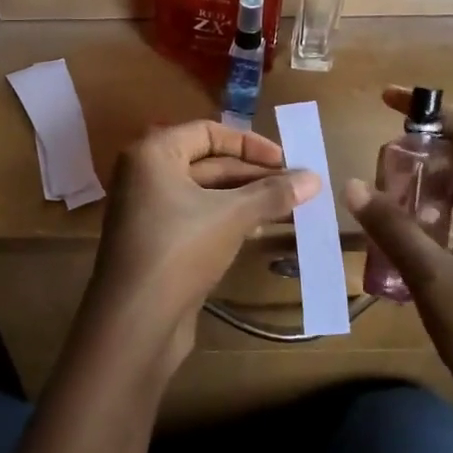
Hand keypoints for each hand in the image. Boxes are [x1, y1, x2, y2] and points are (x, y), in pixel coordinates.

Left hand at [75, 121, 319, 382]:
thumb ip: (273, 194)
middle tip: (297, 187)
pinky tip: (262, 230)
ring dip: (246, 199)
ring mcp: (149, 211)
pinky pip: (197, 219)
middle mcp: (145, 176)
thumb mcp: (232, 216)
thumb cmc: (180, 249)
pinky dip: (228, 220)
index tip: (286, 161)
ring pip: (205, 194)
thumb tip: (316, 178)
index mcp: (153, 154)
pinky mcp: (157, 243)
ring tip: (291, 208)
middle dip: (253, 175)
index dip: (250, 144)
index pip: (208, 132)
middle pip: (208, 163)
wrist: (135, 321)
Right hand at [344, 86, 452, 452]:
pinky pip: (451, 229)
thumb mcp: (436, 281)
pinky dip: (422, 221)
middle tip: (376, 158)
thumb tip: (352, 183)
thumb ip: (395, 231)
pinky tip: (392, 242)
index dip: (435, 110)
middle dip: (422, 146)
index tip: (389, 101)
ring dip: (420, 185)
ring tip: (377, 194)